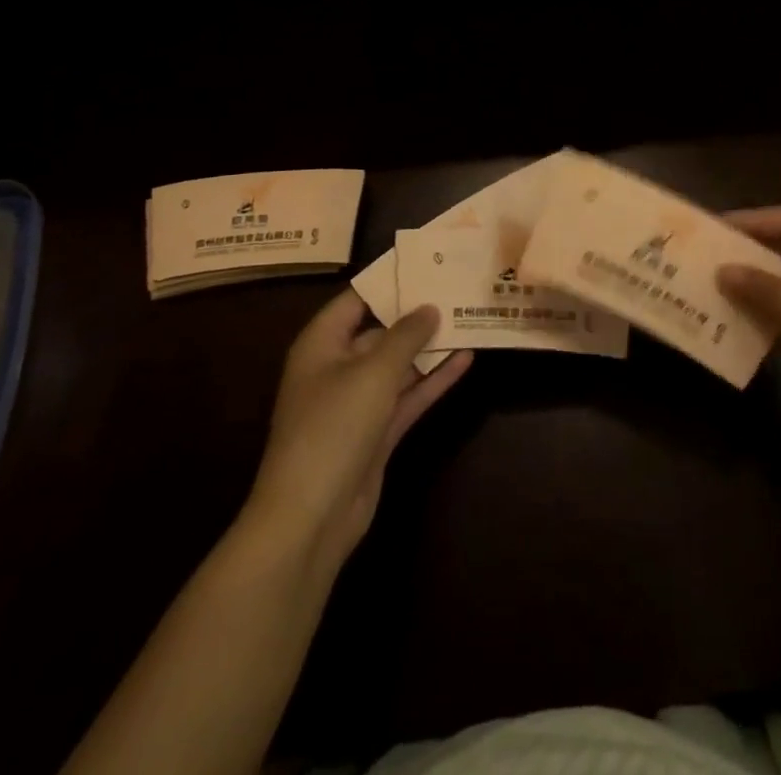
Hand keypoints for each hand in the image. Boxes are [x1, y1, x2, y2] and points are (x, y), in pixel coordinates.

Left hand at [246, 292, 471, 572]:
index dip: (389, 281)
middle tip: (456, 288)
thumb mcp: (373, 372)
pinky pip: (408, 396)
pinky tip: (465, 360)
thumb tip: (429, 307)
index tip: (426, 263)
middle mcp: (337, 368)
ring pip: (399, 366)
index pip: (356, 300)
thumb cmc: (333, 427)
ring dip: (430, 348)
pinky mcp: (376, 434)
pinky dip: (433, 380)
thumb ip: (405, 336)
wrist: (311, 518)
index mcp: (321, 345)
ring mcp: (357, 404)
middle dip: (417, 315)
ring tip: (469, 318)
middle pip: (380, 331)